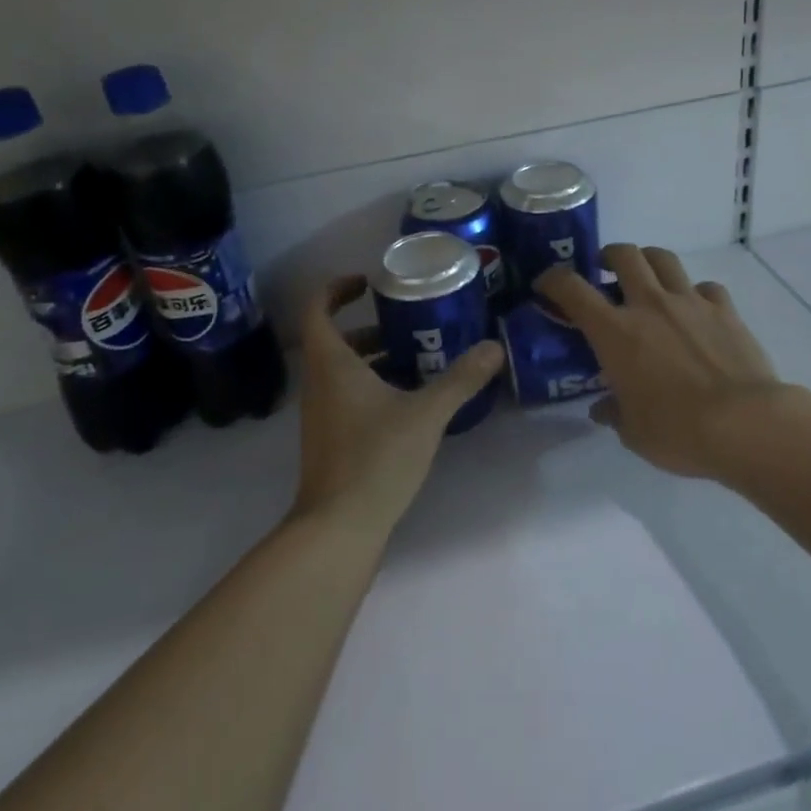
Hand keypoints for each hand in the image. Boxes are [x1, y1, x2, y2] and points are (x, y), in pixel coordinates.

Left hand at [290, 275, 504, 537]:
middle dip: (369, 327)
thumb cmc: (375, 458)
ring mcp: (321, 414)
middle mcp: (319, 384)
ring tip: (418, 358)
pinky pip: (347, 396)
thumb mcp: (425, 414)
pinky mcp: (330, 439)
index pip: (317, 310)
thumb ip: (460, 379)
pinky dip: (372, 386)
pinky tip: (409, 401)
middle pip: (334, 340)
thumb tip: (493, 347)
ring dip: (374, 358)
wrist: (338, 527)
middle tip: (408, 322)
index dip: (336, 289)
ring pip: (342, 371)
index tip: (368, 282)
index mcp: (332, 364)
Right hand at [536, 245, 782, 478]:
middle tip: (604, 270)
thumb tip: (602, 409)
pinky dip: (694, 292)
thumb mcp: (633, 432)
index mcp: (615, 332)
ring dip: (649, 260)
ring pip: (664, 258)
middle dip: (608, 255)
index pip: (572, 289)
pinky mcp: (724, 309)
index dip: (553, 279)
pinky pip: (705, 287)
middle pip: (623, 255)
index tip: (546, 284)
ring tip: (647, 277)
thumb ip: (614, 412)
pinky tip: (696, 310)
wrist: (746, 424)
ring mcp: (690, 302)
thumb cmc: (678, 431)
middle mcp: (649, 305)